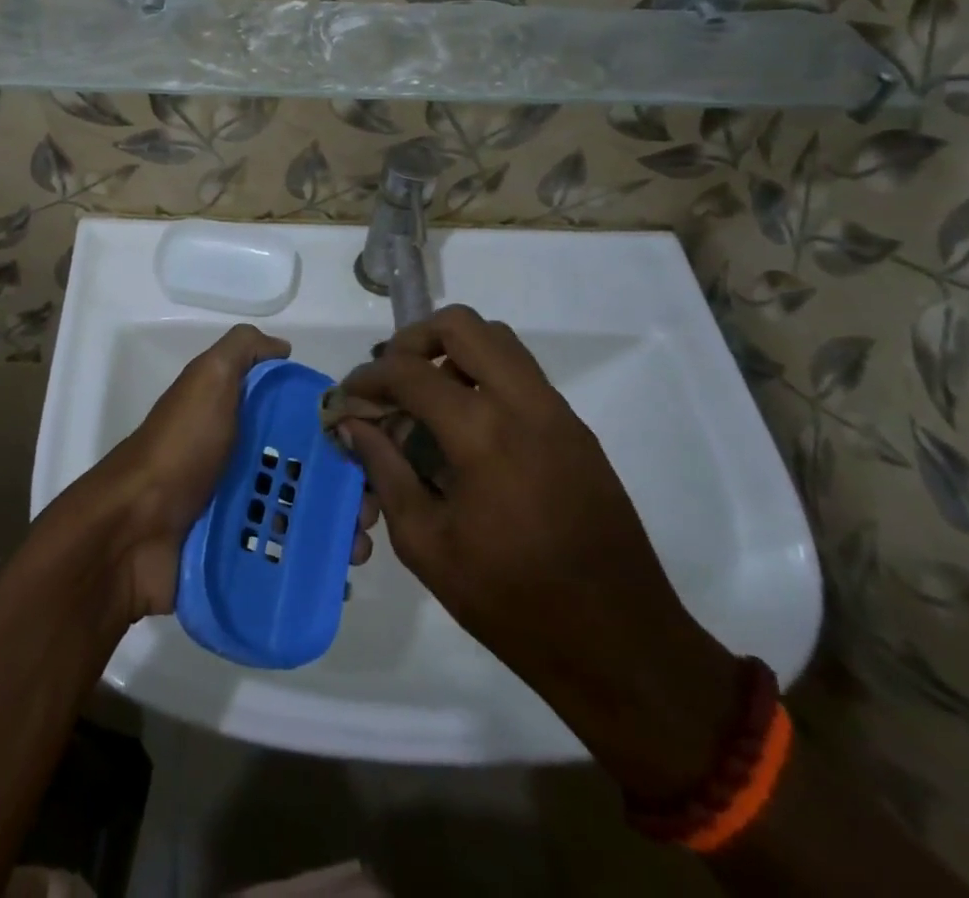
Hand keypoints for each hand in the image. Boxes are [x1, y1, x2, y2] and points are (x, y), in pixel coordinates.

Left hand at [68, 325, 378, 620]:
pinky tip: (340, 574)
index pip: (302, 422)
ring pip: (304, 518)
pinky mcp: (239, 557)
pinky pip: (286, 559)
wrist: (131, 529)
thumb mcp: (208, 378)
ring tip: (358, 546)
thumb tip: (284, 347)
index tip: (372, 449)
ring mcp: (241, 513)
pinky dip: (316, 565)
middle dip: (347, 489)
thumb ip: (243, 350)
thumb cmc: (180, 448)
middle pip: (309, 473)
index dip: (338, 433)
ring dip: (340, 531)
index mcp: (241, 421)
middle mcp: (244, 463)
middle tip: (369, 509)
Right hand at [340, 307, 739, 801]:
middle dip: (413, 340)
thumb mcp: (426, 544)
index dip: (369, 377)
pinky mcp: (575, 428)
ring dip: (452, 351)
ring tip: (426, 395)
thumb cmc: (511, 602)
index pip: (410, 371)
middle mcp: (523, 404)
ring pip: (498, 340)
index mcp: (482, 433)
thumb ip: (385, 471)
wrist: (619, 643)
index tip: (349, 397)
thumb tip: (353, 425)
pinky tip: (465, 424)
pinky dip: (484, 374)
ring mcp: (557, 411)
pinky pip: (522, 372)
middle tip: (391, 378)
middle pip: (461, 325)